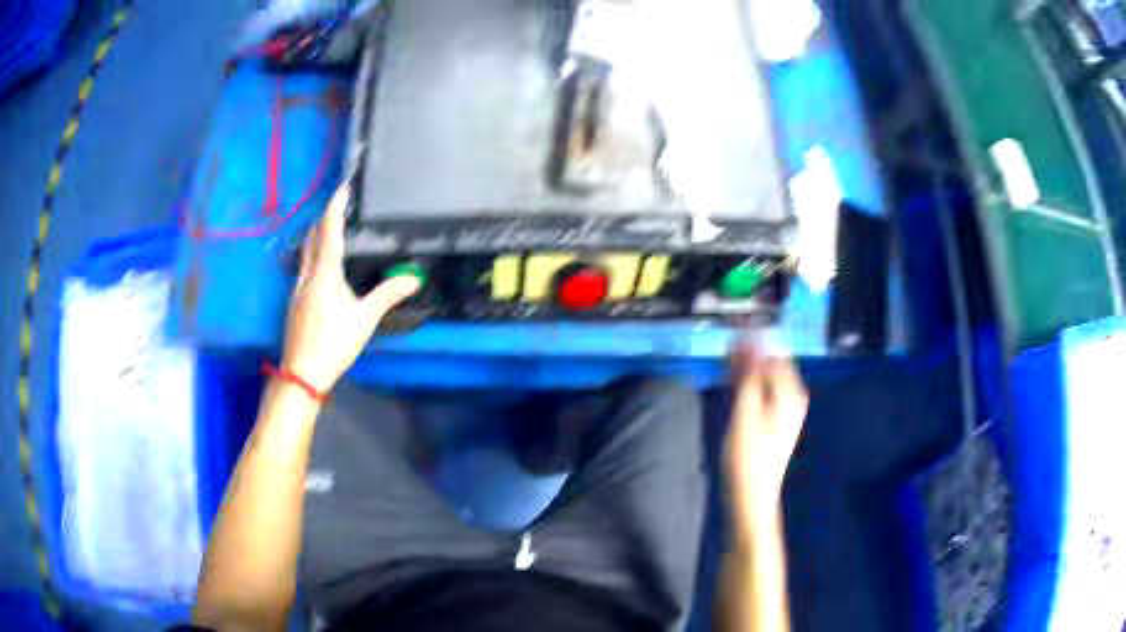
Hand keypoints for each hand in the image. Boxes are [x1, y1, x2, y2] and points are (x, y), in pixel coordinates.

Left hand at [281, 185, 419, 392]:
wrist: (302, 373)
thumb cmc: (334, 342)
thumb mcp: (365, 319)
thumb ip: (388, 295)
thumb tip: (415, 278)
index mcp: (325, 272)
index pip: (329, 229)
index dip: (335, 205)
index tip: (344, 186)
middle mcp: (307, 274)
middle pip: (312, 236)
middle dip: (325, 218)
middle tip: (341, 208)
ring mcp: (296, 289)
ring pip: (305, 252)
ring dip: (317, 237)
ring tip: (332, 233)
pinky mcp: (294, 303)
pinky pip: (303, 268)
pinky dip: (313, 256)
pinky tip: (322, 270)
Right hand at [724, 342, 808, 509]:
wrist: (752, 496)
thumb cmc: (749, 458)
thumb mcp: (746, 415)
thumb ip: (749, 378)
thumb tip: (751, 342)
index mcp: (790, 393)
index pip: (773, 352)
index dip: (754, 337)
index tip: (733, 324)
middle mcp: (791, 397)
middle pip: (770, 364)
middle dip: (749, 350)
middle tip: (725, 339)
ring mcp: (782, 409)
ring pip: (764, 377)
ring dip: (745, 365)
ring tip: (725, 354)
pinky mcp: (772, 419)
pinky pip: (761, 390)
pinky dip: (747, 382)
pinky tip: (732, 377)